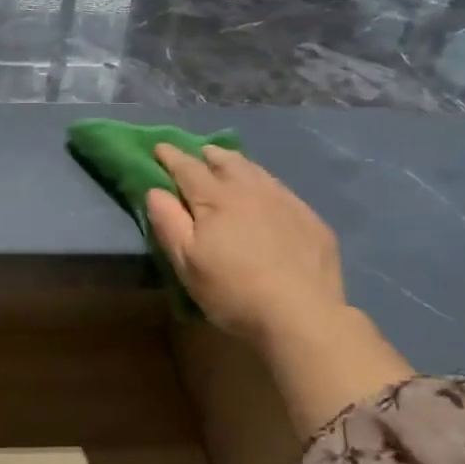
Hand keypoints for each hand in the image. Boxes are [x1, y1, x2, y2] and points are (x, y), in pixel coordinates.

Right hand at [147, 144, 410, 435]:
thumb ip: (168, 222)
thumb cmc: (233, 290)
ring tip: (228, 164)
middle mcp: (250, 188)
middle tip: (197, 154)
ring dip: (236, 163)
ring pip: (255, 170)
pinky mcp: (309, 218)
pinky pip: (279, 188)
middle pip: (224, 160)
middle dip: (206, 155)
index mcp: (215, 197)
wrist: (303, 315)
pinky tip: (264, 195)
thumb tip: (155, 190)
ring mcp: (284, 200)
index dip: (170, 156)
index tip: (159, 147)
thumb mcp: (187, 262)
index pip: (187, 167)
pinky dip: (263, 183)